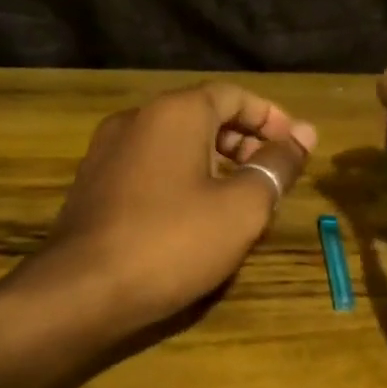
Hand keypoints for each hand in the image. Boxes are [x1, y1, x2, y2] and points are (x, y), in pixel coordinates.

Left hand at [37, 84, 316, 329]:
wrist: (81, 292)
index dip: (270, 118)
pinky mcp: (93, 185)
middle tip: (270, 174)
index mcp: (174, 113)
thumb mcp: (242, 207)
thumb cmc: (173, 242)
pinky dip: (181, 178)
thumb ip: (276, 166)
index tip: (295, 146)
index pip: (233, 95)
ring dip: (213, 161)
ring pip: (174, 143)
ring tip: (239, 198)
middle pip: (201, 115)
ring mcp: (107, 152)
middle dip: (243, 140)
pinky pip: (149, 167)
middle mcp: (136, 119)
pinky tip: (194, 216)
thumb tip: (305, 135)